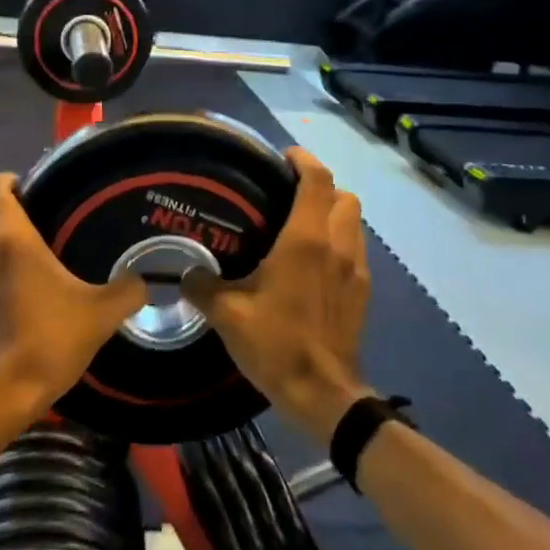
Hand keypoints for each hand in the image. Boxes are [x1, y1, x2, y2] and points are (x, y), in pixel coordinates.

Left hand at [0, 174, 145, 424]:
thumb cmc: (47, 342)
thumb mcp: (99, 314)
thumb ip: (127, 290)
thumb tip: (143, 280)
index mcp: (7, 236)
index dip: (10, 181)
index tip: (34, 191)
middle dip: (3, 207)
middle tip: (37, 221)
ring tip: (24, 261)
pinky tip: (6, 298)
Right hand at [185, 147, 373, 443]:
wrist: (323, 394)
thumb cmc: (276, 344)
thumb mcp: (227, 315)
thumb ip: (202, 286)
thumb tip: (185, 271)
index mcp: (305, 240)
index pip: (316, 180)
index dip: (303, 160)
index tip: (283, 156)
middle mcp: (337, 245)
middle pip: (344, 195)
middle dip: (322, 186)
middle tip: (290, 193)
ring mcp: (356, 269)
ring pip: (354, 221)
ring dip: (334, 213)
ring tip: (302, 225)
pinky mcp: (363, 292)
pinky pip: (356, 249)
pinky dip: (340, 241)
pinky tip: (315, 263)